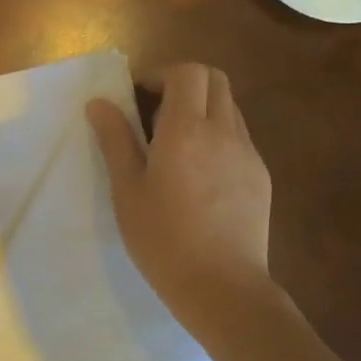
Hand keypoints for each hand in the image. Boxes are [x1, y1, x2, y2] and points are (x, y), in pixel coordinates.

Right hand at [86, 63, 274, 332]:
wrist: (222, 287)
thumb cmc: (163, 239)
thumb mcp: (127, 190)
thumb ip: (115, 140)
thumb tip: (99, 103)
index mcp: (186, 130)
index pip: (187, 73)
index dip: (161, 74)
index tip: (137, 96)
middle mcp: (223, 132)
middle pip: (215, 80)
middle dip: (184, 83)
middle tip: (154, 112)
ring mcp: (248, 154)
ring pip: (229, 108)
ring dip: (202, 109)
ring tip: (174, 145)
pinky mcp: (260, 176)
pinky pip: (239, 138)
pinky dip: (217, 136)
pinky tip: (199, 174)